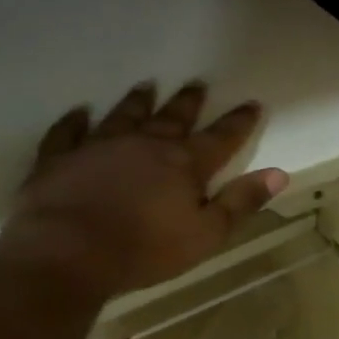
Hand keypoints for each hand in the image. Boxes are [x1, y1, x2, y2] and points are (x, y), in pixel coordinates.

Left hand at [0, 82, 288, 299]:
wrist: (64, 255)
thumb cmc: (144, 250)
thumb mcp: (206, 234)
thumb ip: (241, 202)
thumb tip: (279, 174)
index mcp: (184, 164)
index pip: (221, 138)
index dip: (239, 122)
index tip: (252, 103)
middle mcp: (145, 146)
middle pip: (173, 118)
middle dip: (188, 102)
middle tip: (198, 83)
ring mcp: (98, 148)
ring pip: (124, 116)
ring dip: (138, 102)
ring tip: (147, 85)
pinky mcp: (59, 160)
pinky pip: (67, 133)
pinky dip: (74, 121)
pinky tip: (79, 112)